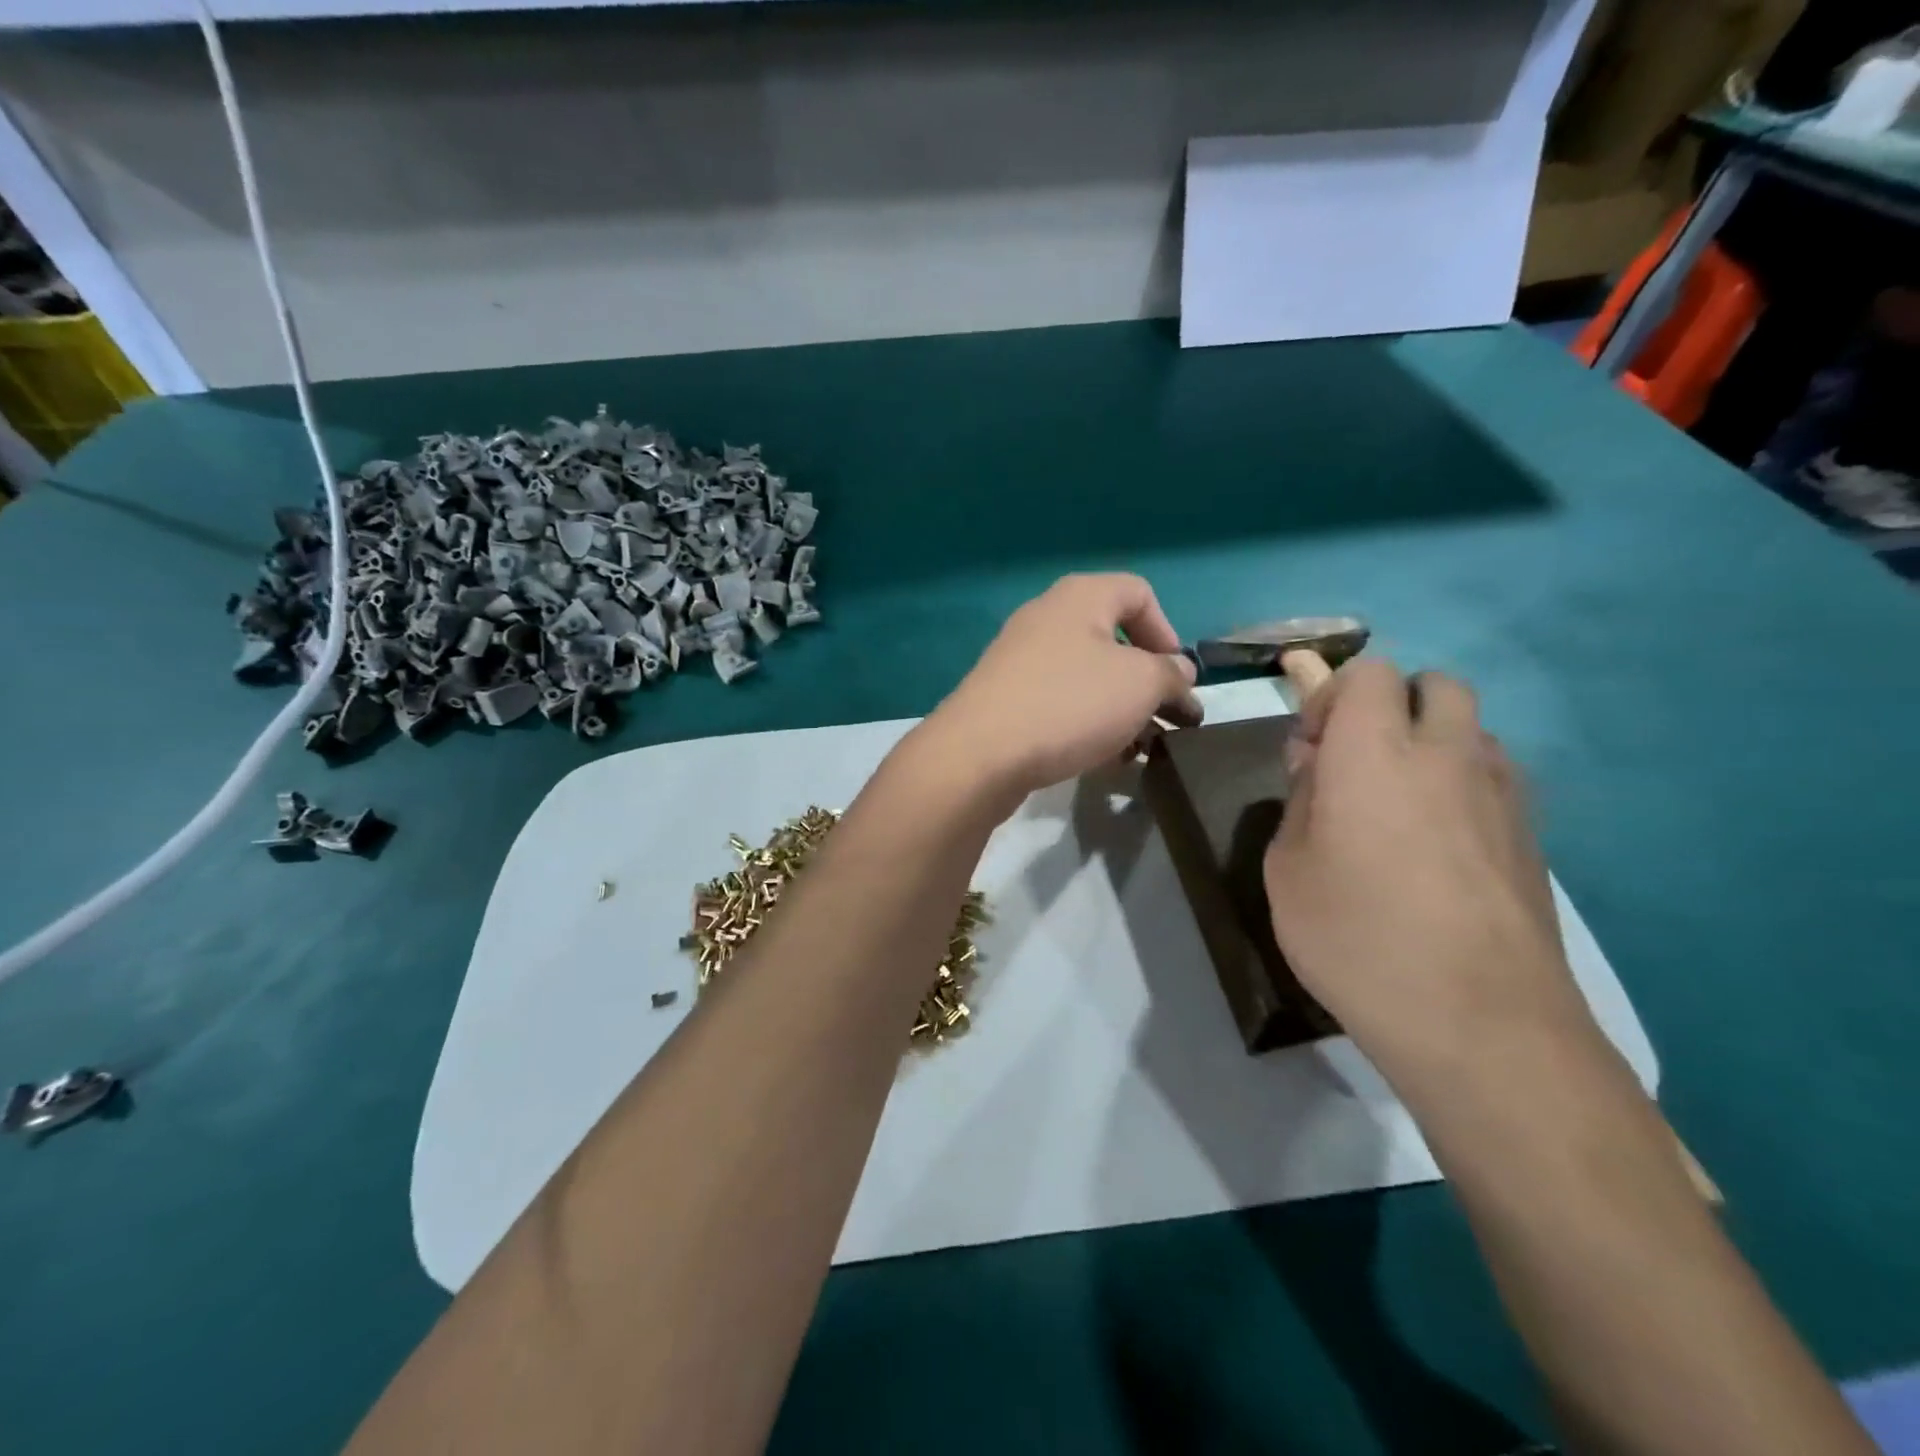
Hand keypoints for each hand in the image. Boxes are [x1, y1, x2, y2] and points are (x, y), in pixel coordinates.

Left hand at [922, 574, 1200, 803]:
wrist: (980, 753)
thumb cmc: (1070, 703)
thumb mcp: (1141, 685)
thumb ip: (1171, 674)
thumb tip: (1178, 671)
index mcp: (1080, 597)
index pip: (1139, 594)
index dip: (1168, 633)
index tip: (1178, 679)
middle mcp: (1047, 619)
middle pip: (1114, 642)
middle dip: (1148, 683)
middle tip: (1170, 723)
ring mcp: (1021, 660)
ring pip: (1088, 679)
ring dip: (1122, 711)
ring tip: (1142, 751)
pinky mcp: (1006, 699)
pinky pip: (1060, 704)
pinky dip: (1088, 725)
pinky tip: (1105, 760)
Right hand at [1264, 659, 1599, 1077]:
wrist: (1479, 1022)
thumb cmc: (1357, 936)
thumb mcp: (1287, 869)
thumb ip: (1300, 802)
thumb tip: (1319, 767)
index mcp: (1375, 751)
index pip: (1369, 673)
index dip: (1332, 697)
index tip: (1311, 750)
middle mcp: (1447, 755)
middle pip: (1435, 685)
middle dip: (1393, 705)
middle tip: (1359, 763)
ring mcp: (1502, 795)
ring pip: (1472, 731)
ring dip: (1431, 744)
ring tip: (1399, 806)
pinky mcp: (1534, 838)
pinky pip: (1495, 780)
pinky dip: (1463, 786)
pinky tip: (1439, 847)